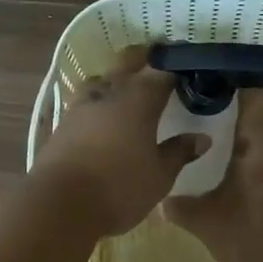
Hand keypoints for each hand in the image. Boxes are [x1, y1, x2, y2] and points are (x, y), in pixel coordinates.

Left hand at [30, 46, 208, 236]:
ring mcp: (82, 106)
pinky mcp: (63, 123)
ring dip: (116, 77)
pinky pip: (86, 100)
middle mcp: (109, 94)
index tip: (187, 68)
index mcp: (139, 100)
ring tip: (127, 85)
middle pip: (127, 64)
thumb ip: (179, 152)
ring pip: (102, 79)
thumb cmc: (119, 187)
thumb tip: (202, 137)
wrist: (60, 204)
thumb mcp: (159, 175)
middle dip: (143, 58)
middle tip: (158, 57)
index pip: (161, 73)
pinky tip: (103, 112)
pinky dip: (99, 99)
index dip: (176, 68)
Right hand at [163, 87, 262, 261]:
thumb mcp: (206, 220)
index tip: (216, 75)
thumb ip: (181, 207)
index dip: (238, 76)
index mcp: (260, 135)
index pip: (255, 88)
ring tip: (242, 116)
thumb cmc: (251, 232)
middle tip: (233, 92)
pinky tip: (255, 150)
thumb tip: (162, 202)